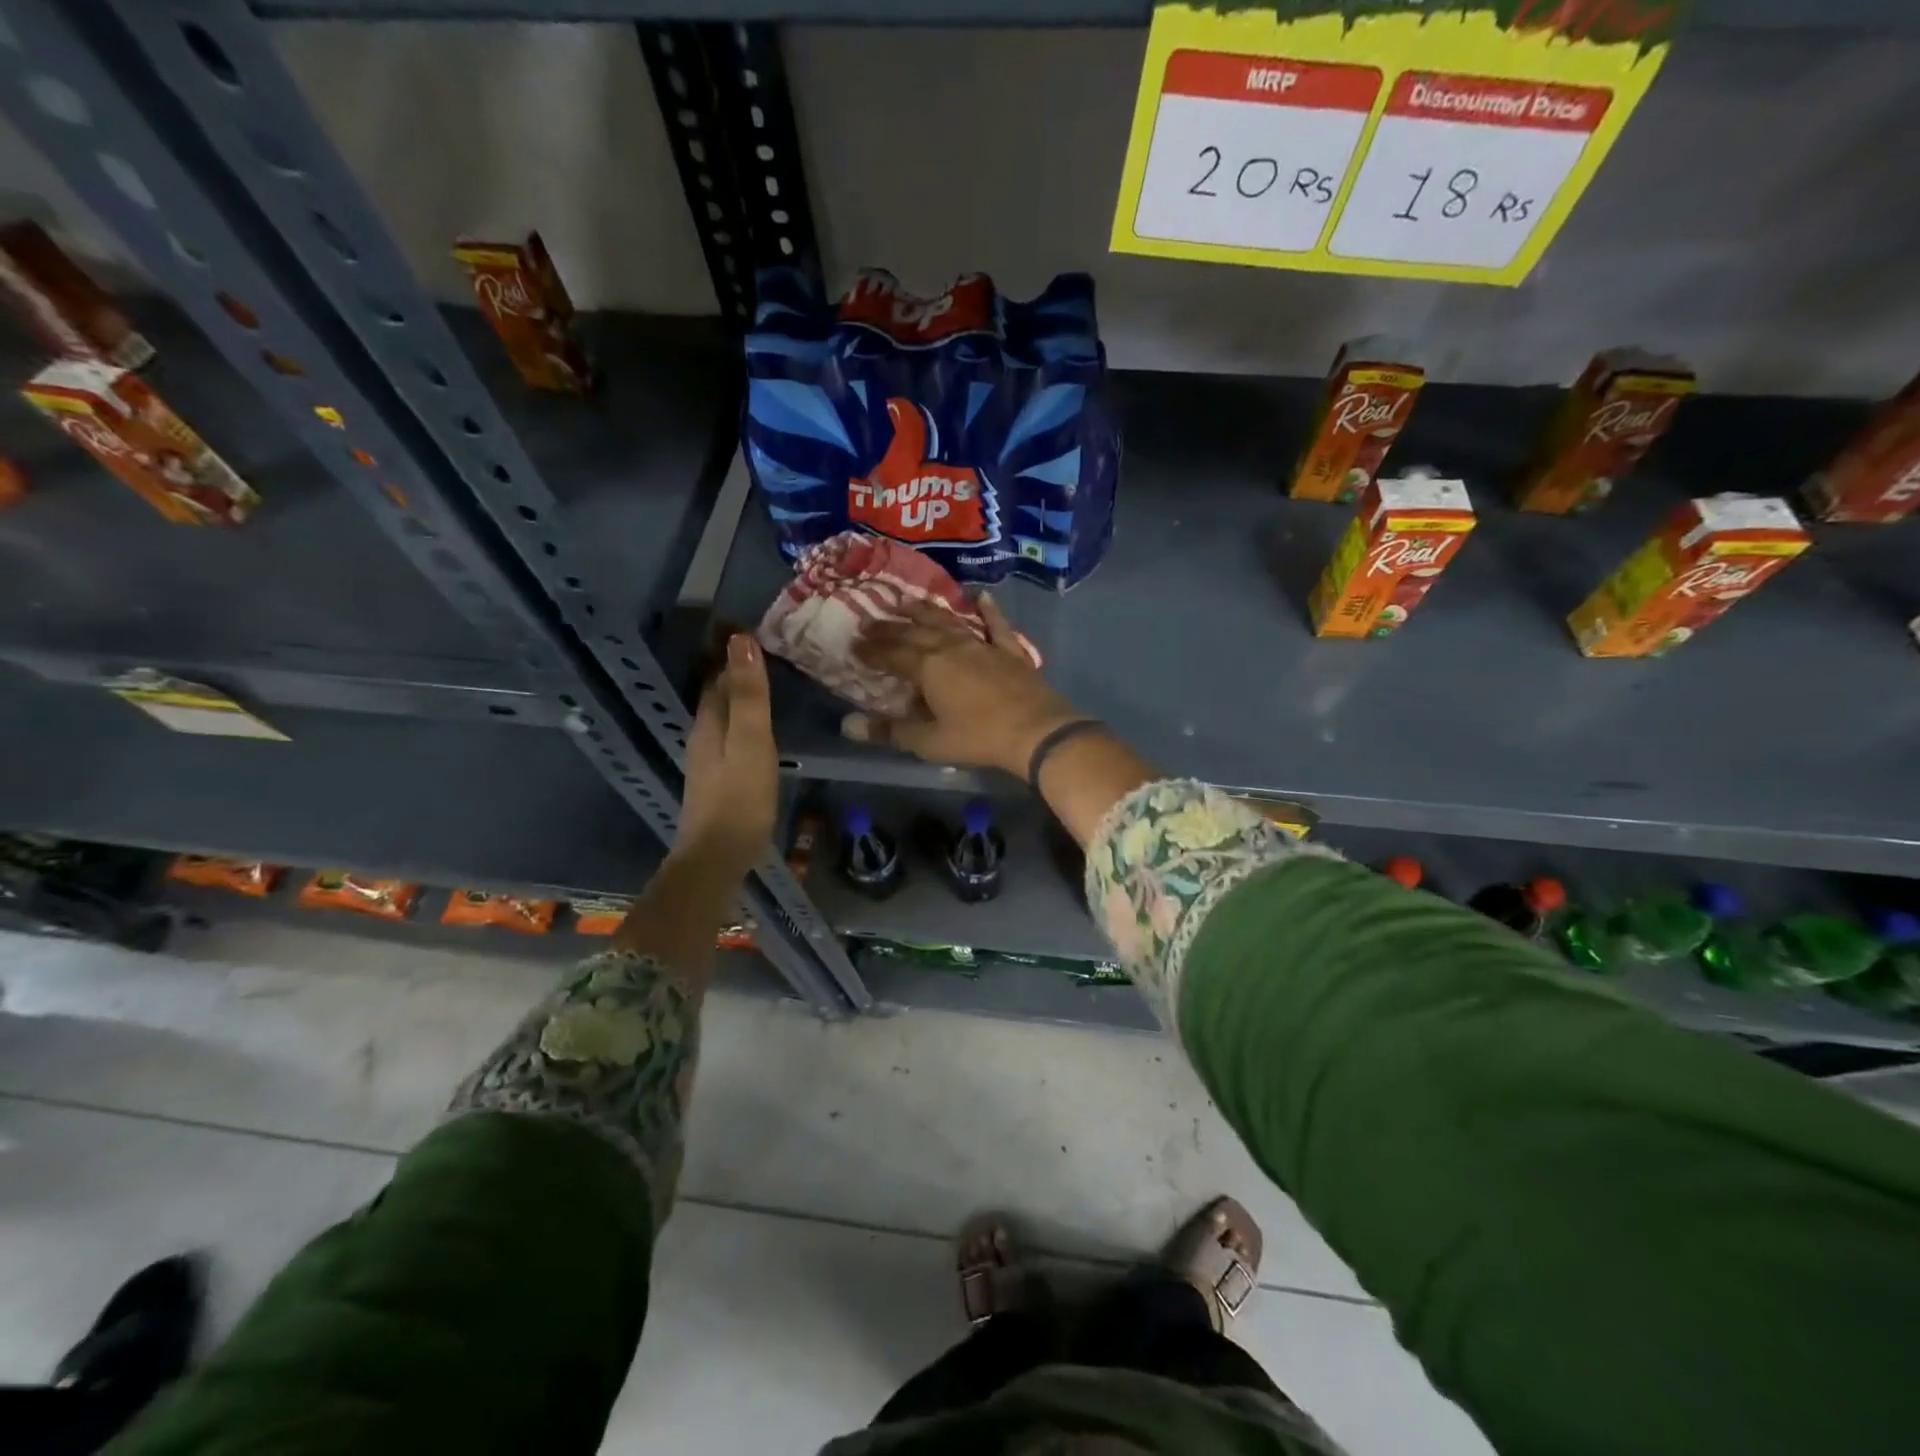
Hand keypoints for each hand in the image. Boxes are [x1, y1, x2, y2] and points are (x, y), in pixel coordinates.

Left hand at [674, 634, 777, 873]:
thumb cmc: (740, 797)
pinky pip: (731, 737)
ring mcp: (709, 760)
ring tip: (768, 684)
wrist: (719, 856)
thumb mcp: (751, 740)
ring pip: (723, 716)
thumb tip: (741, 640)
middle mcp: (703, 736)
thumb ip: (748, 694)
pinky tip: (760, 730)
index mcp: (709, 722)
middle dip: (737, 672)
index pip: (718, 676)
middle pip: (717, 695)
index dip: (734, 654)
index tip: (758, 631)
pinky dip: (744, 723)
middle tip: (768, 652)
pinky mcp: (720, 780)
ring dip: (741, 697)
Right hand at [842, 594, 1083, 776]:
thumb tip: (848, 725)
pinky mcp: (1010, 651)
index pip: (892, 653)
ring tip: (908, 601)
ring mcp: (983, 645)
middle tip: (871, 621)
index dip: (872, 649)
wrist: (1036, 731)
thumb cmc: (977, 737)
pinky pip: (996, 625)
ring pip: (949, 622)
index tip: (854, 644)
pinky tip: (981, 596)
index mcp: (928, 667)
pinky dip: (988, 611)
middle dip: (890, 627)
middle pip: (915, 633)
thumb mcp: (929, 741)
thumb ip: (890, 731)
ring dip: (927, 612)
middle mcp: (951, 647)